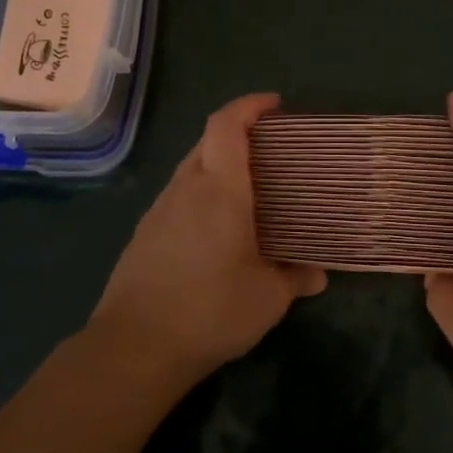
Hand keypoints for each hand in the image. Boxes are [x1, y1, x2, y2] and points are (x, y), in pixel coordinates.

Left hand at [92, 93, 325, 382]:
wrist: (135, 348)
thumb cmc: (210, 310)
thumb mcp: (268, 298)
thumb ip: (296, 278)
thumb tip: (317, 274)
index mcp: (219, 190)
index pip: (226, 125)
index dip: (249, 105)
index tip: (275, 104)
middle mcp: (185, 189)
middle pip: (208, 142)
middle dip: (239, 135)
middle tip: (273, 152)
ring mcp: (159, 211)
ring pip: (192, 170)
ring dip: (219, 168)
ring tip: (250, 193)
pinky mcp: (144, 236)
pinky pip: (179, 198)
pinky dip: (202, 196)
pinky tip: (218, 231)